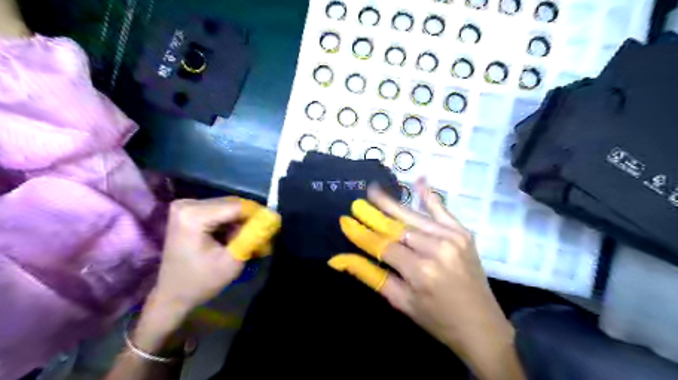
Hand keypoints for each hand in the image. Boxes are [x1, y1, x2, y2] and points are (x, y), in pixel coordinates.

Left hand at [152, 196, 277, 314]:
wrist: (172, 294)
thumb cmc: (201, 282)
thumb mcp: (232, 261)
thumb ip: (253, 237)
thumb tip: (272, 218)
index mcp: (194, 215)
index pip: (237, 206)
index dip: (258, 215)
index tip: (273, 227)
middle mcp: (188, 204)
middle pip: (232, 204)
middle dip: (250, 220)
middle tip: (263, 238)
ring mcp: (186, 206)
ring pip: (228, 207)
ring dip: (241, 222)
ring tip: (250, 240)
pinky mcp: (188, 210)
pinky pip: (219, 211)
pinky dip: (231, 223)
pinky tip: (235, 238)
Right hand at [329, 183, 522, 378]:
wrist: (481, 325)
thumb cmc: (437, 319)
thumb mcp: (400, 301)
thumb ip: (370, 275)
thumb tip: (340, 259)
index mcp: (419, 270)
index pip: (383, 245)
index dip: (362, 233)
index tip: (345, 220)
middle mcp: (436, 248)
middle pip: (398, 226)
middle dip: (375, 213)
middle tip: (357, 201)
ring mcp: (452, 237)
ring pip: (414, 217)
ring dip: (393, 204)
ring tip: (374, 190)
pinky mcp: (463, 233)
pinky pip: (443, 210)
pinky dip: (429, 196)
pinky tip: (419, 180)